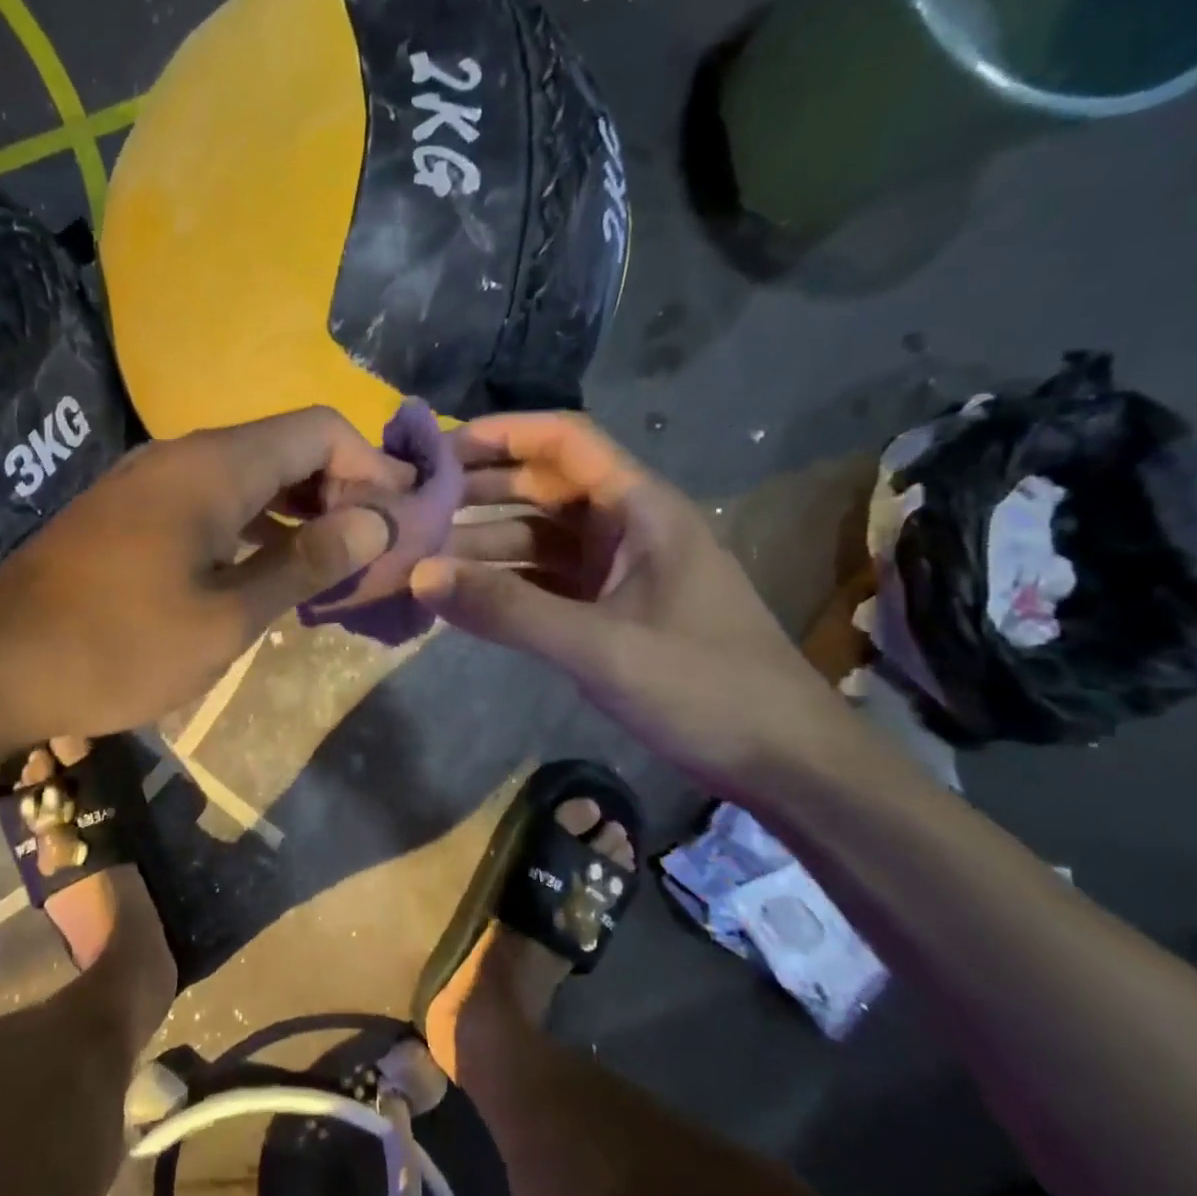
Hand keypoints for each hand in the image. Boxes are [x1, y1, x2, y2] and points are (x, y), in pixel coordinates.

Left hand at [0, 407, 411, 748]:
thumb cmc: (118, 645)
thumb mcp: (226, 616)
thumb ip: (305, 563)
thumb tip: (375, 523)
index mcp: (215, 466)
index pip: (319, 429)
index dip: (373, 463)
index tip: (405, 513)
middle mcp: (185, 456)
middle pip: (287, 447)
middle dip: (342, 488)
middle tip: (377, 546)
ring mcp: (152, 482)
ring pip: (251, 476)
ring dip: (301, 509)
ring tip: (338, 563)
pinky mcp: (132, 513)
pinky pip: (214, 501)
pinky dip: (258, 525)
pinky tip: (273, 569)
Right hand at [410, 412, 858, 802]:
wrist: (782, 762)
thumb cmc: (703, 688)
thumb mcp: (599, 646)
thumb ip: (508, 609)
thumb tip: (419, 574)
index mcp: (642, 508)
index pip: (565, 441)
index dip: (502, 434)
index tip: (438, 449)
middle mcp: (628, 527)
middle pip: (544, 487)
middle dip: (480, 490)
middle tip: (414, 504)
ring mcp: (619, 571)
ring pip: (539, 539)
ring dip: (485, 544)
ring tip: (422, 557)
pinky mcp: (610, 610)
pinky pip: (545, 582)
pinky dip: (505, 586)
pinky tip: (461, 599)